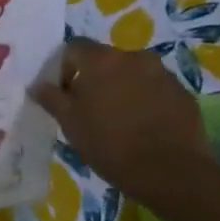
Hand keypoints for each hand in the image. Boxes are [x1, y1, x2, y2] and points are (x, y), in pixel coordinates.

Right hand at [29, 38, 210, 204]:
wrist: (171, 172)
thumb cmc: (111, 145)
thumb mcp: (71, 124)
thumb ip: (52, 98)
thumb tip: (37, 84)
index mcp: (102, 60)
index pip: (73, 48)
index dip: (63, 68)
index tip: (63, 94)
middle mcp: (133, 57)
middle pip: (105, 60)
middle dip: (94, 79)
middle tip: (90, 110)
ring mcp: (162, 73)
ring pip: (132, 74)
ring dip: (122, 88)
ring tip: (119, 120)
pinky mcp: (182, 92)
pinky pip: (155, 89)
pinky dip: (146, 100)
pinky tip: (144, 127)